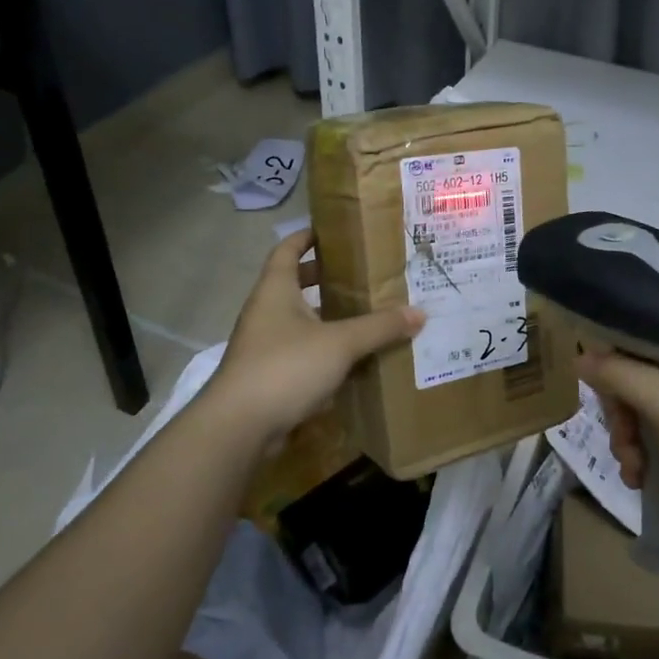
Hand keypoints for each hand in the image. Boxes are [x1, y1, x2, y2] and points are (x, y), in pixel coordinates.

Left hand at [208, 229, 423, 449]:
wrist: (239, 427)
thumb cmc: (285, 367)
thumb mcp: (340, 343)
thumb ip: (380, 327)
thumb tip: (419, 313)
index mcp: (275, 290)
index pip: (287, 249)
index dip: (307, 236)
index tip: (334, 231)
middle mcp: (265, 312)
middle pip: (294, 284)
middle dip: (323, 278)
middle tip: (360, 275)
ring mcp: (263, 345)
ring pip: (298, 320)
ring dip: (326, 316)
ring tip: (364, 314)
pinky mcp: (268, 376)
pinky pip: (300, 352)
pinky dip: (323, 349)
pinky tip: (351, 359)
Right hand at [576, 349, 658, 550]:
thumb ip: (618, 372)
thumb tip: (580, 356)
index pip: (652, 333)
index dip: (620, 353)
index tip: (600, 379)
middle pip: (643, 374)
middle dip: (623, 410)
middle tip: (622, 438)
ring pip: (645, 410)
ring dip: (629, 439)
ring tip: (632, 468)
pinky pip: (657, 439)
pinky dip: (643, 457)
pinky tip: (639, 479)